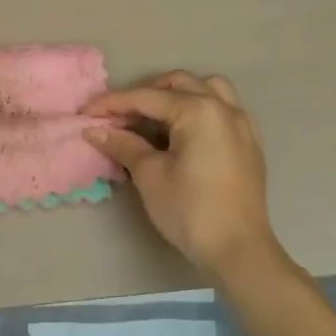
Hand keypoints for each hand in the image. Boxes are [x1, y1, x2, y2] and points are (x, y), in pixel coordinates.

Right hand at [83, 72, 286, 282]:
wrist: (239, 251)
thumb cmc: (190, 210)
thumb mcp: (149, 175)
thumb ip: (123, 144)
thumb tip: (94, 130)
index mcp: (198, 111)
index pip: (146, 98)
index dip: (112, 104)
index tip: (86, 113)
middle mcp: (223, 108)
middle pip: (177, 83)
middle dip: (145, 94)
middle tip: (120, 117)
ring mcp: (242, 124)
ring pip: (207, 88)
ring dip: (178, 94)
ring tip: (155, 117)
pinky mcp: (249, 143)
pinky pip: (223, 108)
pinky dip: (200, 108)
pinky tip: (184, 132)